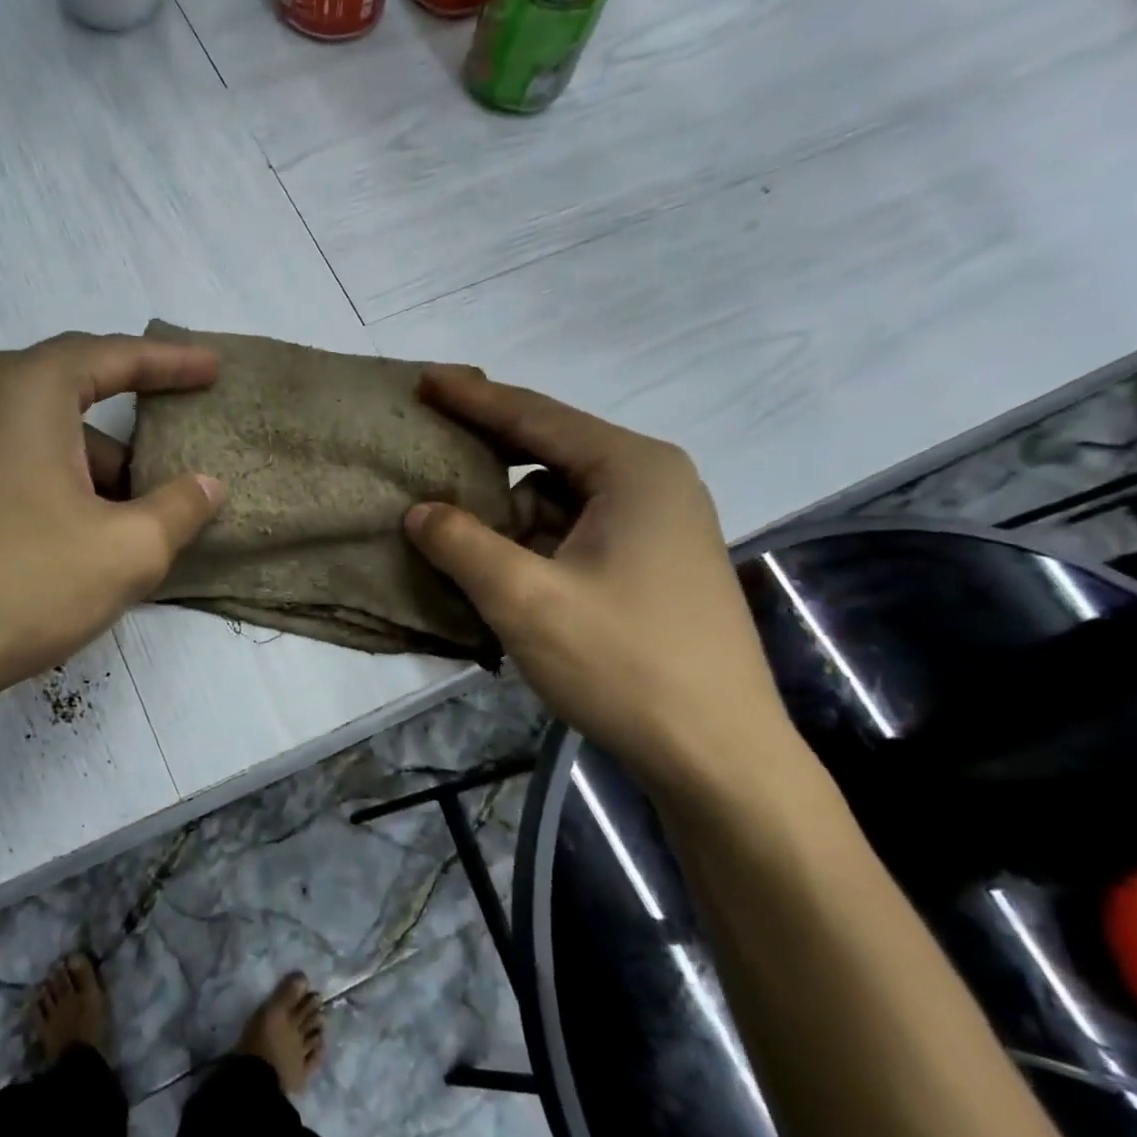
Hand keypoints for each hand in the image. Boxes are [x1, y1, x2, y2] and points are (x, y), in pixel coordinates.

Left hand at [0, 332, 224, 732]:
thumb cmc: (24, 584)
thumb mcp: (128, 549)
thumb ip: (181, 507)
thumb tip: (207, 484)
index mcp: (26, 390)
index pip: (114, 355)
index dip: (172, 362)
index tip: (214, 368)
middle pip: (76, 393)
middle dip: (133, 424)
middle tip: (179, 444)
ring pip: (47, 439)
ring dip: (98, 470)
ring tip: (140, 521)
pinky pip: (18, 466)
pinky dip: (62, 488)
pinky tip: (86, 540)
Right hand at [404, 368, 795, 798]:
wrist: (717, 756)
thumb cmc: (623, 664)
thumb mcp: (525, 599)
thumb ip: (462, 544)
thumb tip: (418, 511)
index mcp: (632, 470)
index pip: (535, 417)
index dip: (472, 398)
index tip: (422, 380)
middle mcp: (651, 484)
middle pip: (549, 453)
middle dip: (486, 456)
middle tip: (425, 448)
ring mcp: (656, 528)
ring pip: (559, 500)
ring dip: (505, 512)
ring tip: (447, 522)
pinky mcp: (650, 568)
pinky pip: (573, 535)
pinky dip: (530, 544)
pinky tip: (493, 567)